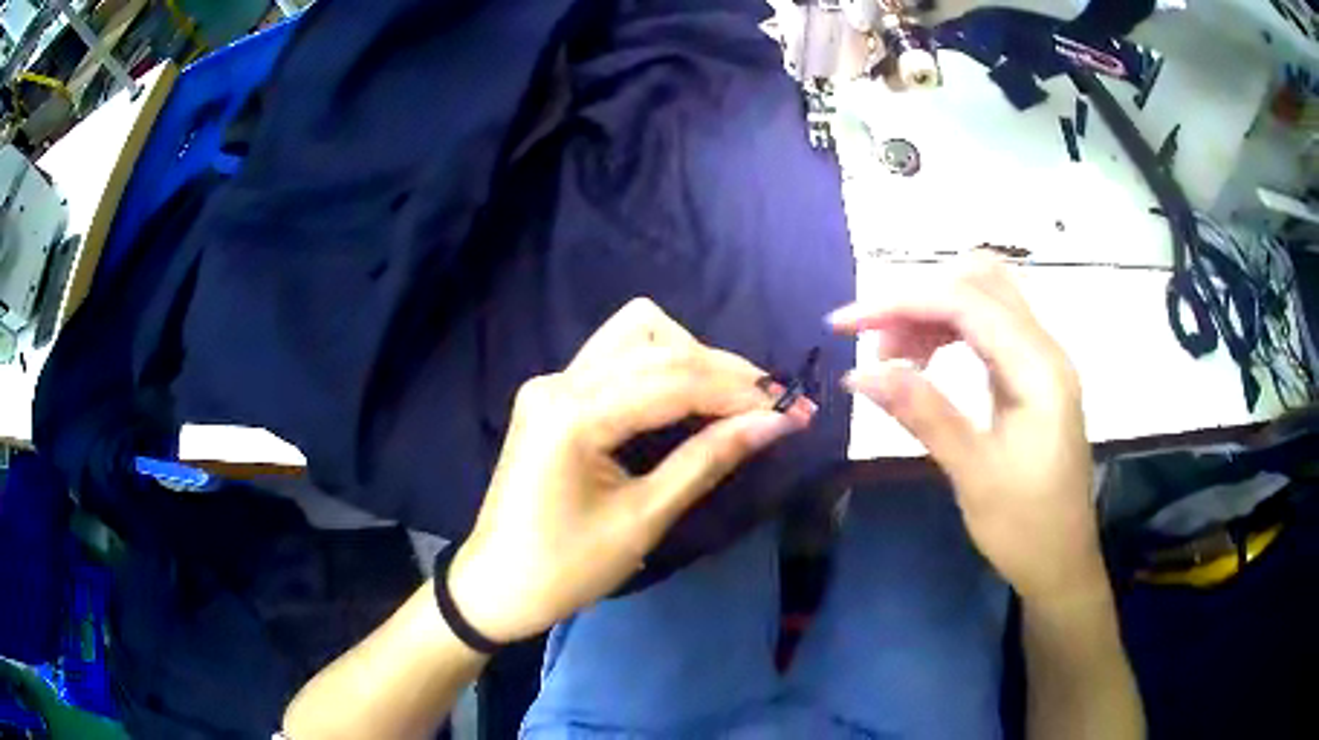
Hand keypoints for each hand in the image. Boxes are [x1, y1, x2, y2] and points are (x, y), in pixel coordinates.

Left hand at [448, 299, 815, 642]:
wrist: (497, 584)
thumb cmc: (567, 568)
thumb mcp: (644, 519)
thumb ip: (708, 460)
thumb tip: (774, 422)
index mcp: (573, 415)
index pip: (674, 380)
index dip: (741, 392)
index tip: (796, 408)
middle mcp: (558, 381)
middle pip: (657, 344)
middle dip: (723, 371)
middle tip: (773, 405)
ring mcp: (551, 382)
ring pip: (636, 337)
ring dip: (691, 360)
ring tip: (733, 401)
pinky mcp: (552, 394)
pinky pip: (616, 358)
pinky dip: (661, 369)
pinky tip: (690, 399)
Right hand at [829, 254, 1104, 600]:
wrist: (1062, 561)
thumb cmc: (1024, 527)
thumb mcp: (972, 474)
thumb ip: (923, 413)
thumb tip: (859, 374)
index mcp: (1038, 368)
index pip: (965, 302)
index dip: (899, 303)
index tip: (844, 326)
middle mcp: (1044, 348)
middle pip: (978, 283)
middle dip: (918, 300)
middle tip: (874, 345)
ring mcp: (1041, 360)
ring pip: (983, 300)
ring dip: (932, 313)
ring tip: (891, 358)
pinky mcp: (1032, 376)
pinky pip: (988, 330)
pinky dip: (949, 333)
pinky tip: (924, 363)